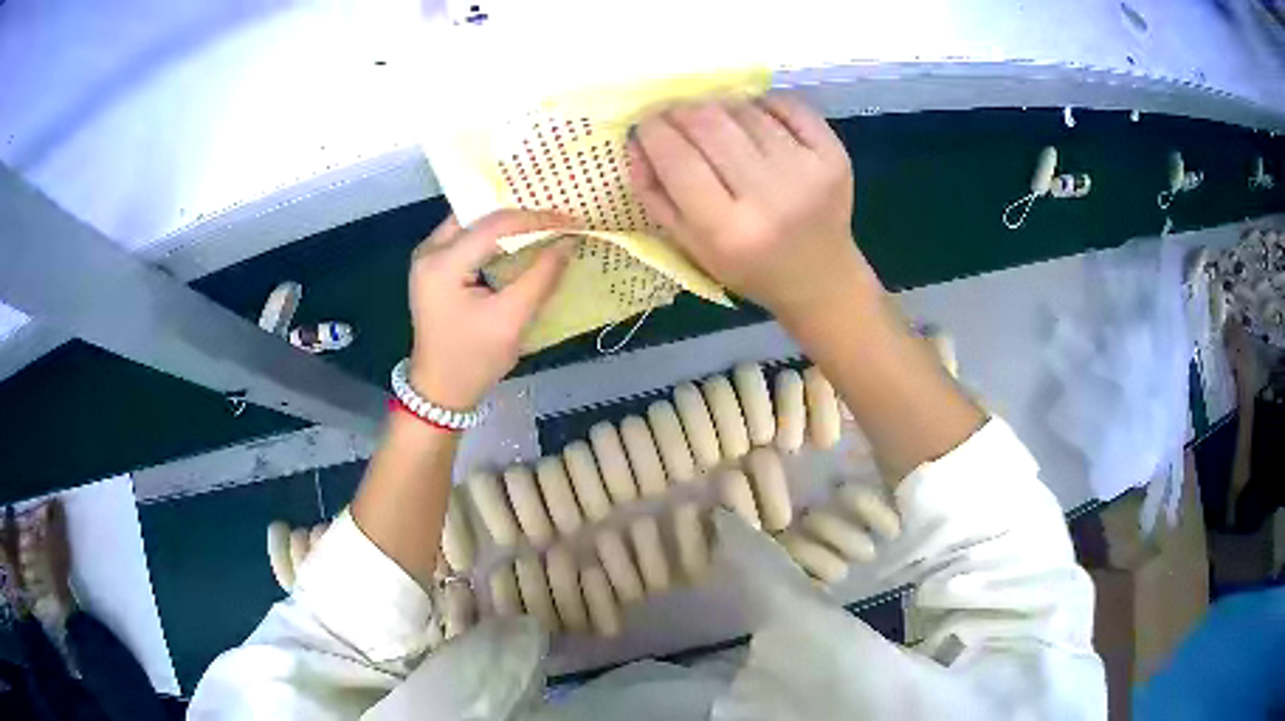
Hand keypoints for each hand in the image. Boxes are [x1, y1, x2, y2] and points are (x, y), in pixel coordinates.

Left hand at [407, 211, 574, 409]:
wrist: (440, 391)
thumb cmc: (474, 360)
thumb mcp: (512, 320)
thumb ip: (541, 277)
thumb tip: (567, 241)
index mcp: (442, 264)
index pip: (494, 225)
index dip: (535, 219)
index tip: (569, 220)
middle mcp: (428, 251)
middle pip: (478, 216)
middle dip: (519, 214)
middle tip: (556, 216)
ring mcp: (427, 257)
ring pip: (471, 223)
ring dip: (505, 223)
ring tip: (541, 225)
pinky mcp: (433, 266)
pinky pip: (466, 237)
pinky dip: (492, 236)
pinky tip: (516, 241)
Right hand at [629, 97, 875, 321]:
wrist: (821, 277)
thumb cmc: (749, 266)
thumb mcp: (691, 246)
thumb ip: (655, 194)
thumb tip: (636, 139)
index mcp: (728, 230)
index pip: (677, 159)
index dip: (653, 131)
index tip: (646, 124)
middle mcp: (770, 197)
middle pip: (709, 123)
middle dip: (680, 111)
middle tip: (675, 116)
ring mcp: (808, 172)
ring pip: (744, 110)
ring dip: (720, 109)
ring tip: (718, 127)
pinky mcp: (835, 155)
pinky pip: (786, 105)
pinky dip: (761, 105)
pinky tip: (755, 121)